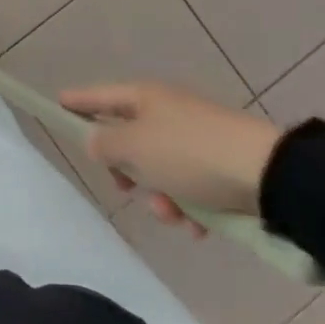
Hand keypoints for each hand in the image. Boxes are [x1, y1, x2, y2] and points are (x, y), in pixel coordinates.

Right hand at [59, 82, 282, 235]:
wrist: (268, 174)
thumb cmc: (190, 154)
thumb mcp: (135, 147)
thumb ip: (105, 144)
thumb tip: (97, 140)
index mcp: (146, 98)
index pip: (100, 97)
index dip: (77, 101)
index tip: (56, 103)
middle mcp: (169, 112)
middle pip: (129, 140)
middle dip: (127, 172)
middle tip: (127, 187)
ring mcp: (196, 138)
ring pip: (159, 171)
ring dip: (160, 198)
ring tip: (175, 215)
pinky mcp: (220, 165)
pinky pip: (189, 188)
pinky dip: (189, 208)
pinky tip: (199, 226)